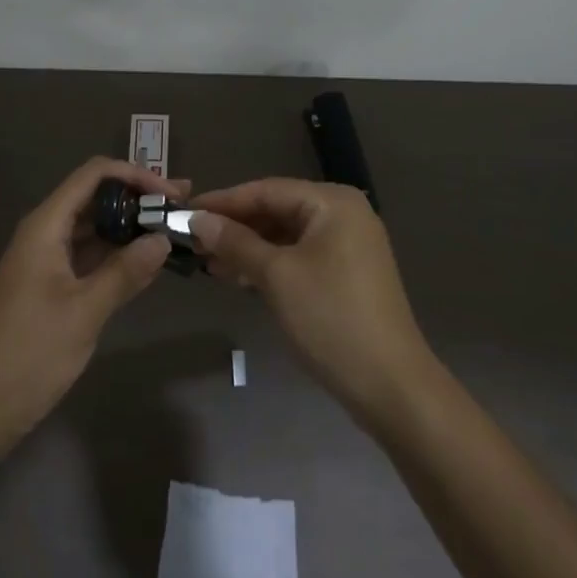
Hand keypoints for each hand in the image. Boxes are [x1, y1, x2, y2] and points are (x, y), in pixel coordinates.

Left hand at [0, 157, 184, 464]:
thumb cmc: (27, 354)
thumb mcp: (84, 312)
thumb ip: (125, 273)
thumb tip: (162, 239)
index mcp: (46, 225)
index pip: (94, 175)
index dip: (135, 176)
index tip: (170, 193)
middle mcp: (45, 233)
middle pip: (95, 198)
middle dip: (138, 199)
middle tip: (181, 207)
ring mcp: (46, 261)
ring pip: (93, 228)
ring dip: (129, 227)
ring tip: (171, 230)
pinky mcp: (49, 288)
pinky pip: (88, 257)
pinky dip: (116, 255)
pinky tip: (146, 264)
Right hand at [191, 179, 435, 427]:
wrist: (392, 387)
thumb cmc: (331, 318)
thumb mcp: (276, 277)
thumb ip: (236, 242)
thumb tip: (198, 220)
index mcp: (332, 202)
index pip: (267, 190)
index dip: (224, 201)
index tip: (185, 212)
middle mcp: (343, 214)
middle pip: (277, 210)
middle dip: (235, 226)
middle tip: (193, 241)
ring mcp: (348, 245)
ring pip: (286, 236)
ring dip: (249, 248)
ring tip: (209, 263)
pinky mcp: (347, 274)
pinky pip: (299, 256)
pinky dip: (270, 264)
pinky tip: (240, 277)